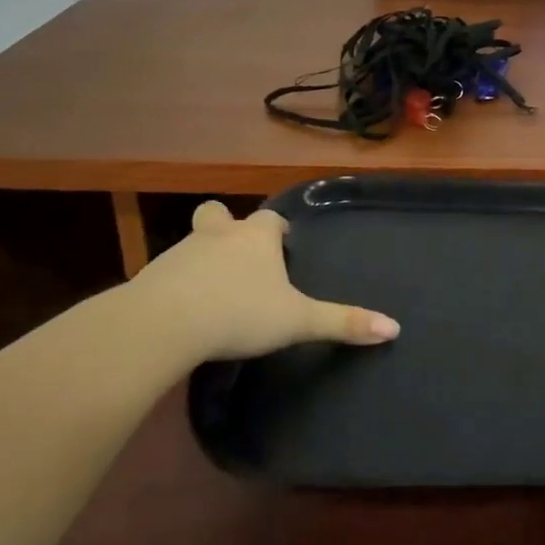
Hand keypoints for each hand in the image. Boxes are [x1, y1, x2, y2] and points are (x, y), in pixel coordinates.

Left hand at [120, 201, 397, 367]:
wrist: (164, 324)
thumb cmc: (239, 313)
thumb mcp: (297, 322)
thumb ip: (342, 322)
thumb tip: (394, 328)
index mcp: (255, 239)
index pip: (270, 221)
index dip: (276, 231)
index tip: (281, 245)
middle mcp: (218, 236)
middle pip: (219, 216)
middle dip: (228, 227)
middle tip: (239, 255)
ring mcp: (180, 253)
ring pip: (193, 242)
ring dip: (203, 257)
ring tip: (213, 289)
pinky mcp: (150, 277)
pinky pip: (168, 273)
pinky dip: (178, 284)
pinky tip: (184, 309)